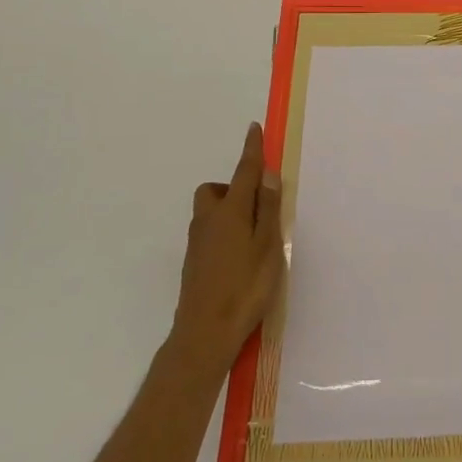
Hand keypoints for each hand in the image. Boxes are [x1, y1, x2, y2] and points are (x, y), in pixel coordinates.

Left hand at [169, 122, 285, 375]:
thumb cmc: (245, 287)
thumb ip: (267, 209)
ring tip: (254, 235)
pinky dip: (224, 231)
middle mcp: (209, 220)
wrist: (205, 333)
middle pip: (216, 190)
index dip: (251, 150)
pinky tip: (240, 257)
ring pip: (210, 212)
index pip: (244, 172)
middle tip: (257, 206)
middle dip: (233, 187)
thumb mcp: (267, 246)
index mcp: (231, 211)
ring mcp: (197, 242)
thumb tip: (266, 175)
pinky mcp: (194, 262)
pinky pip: (209, 232)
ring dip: (229, 210)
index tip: (254, 128)